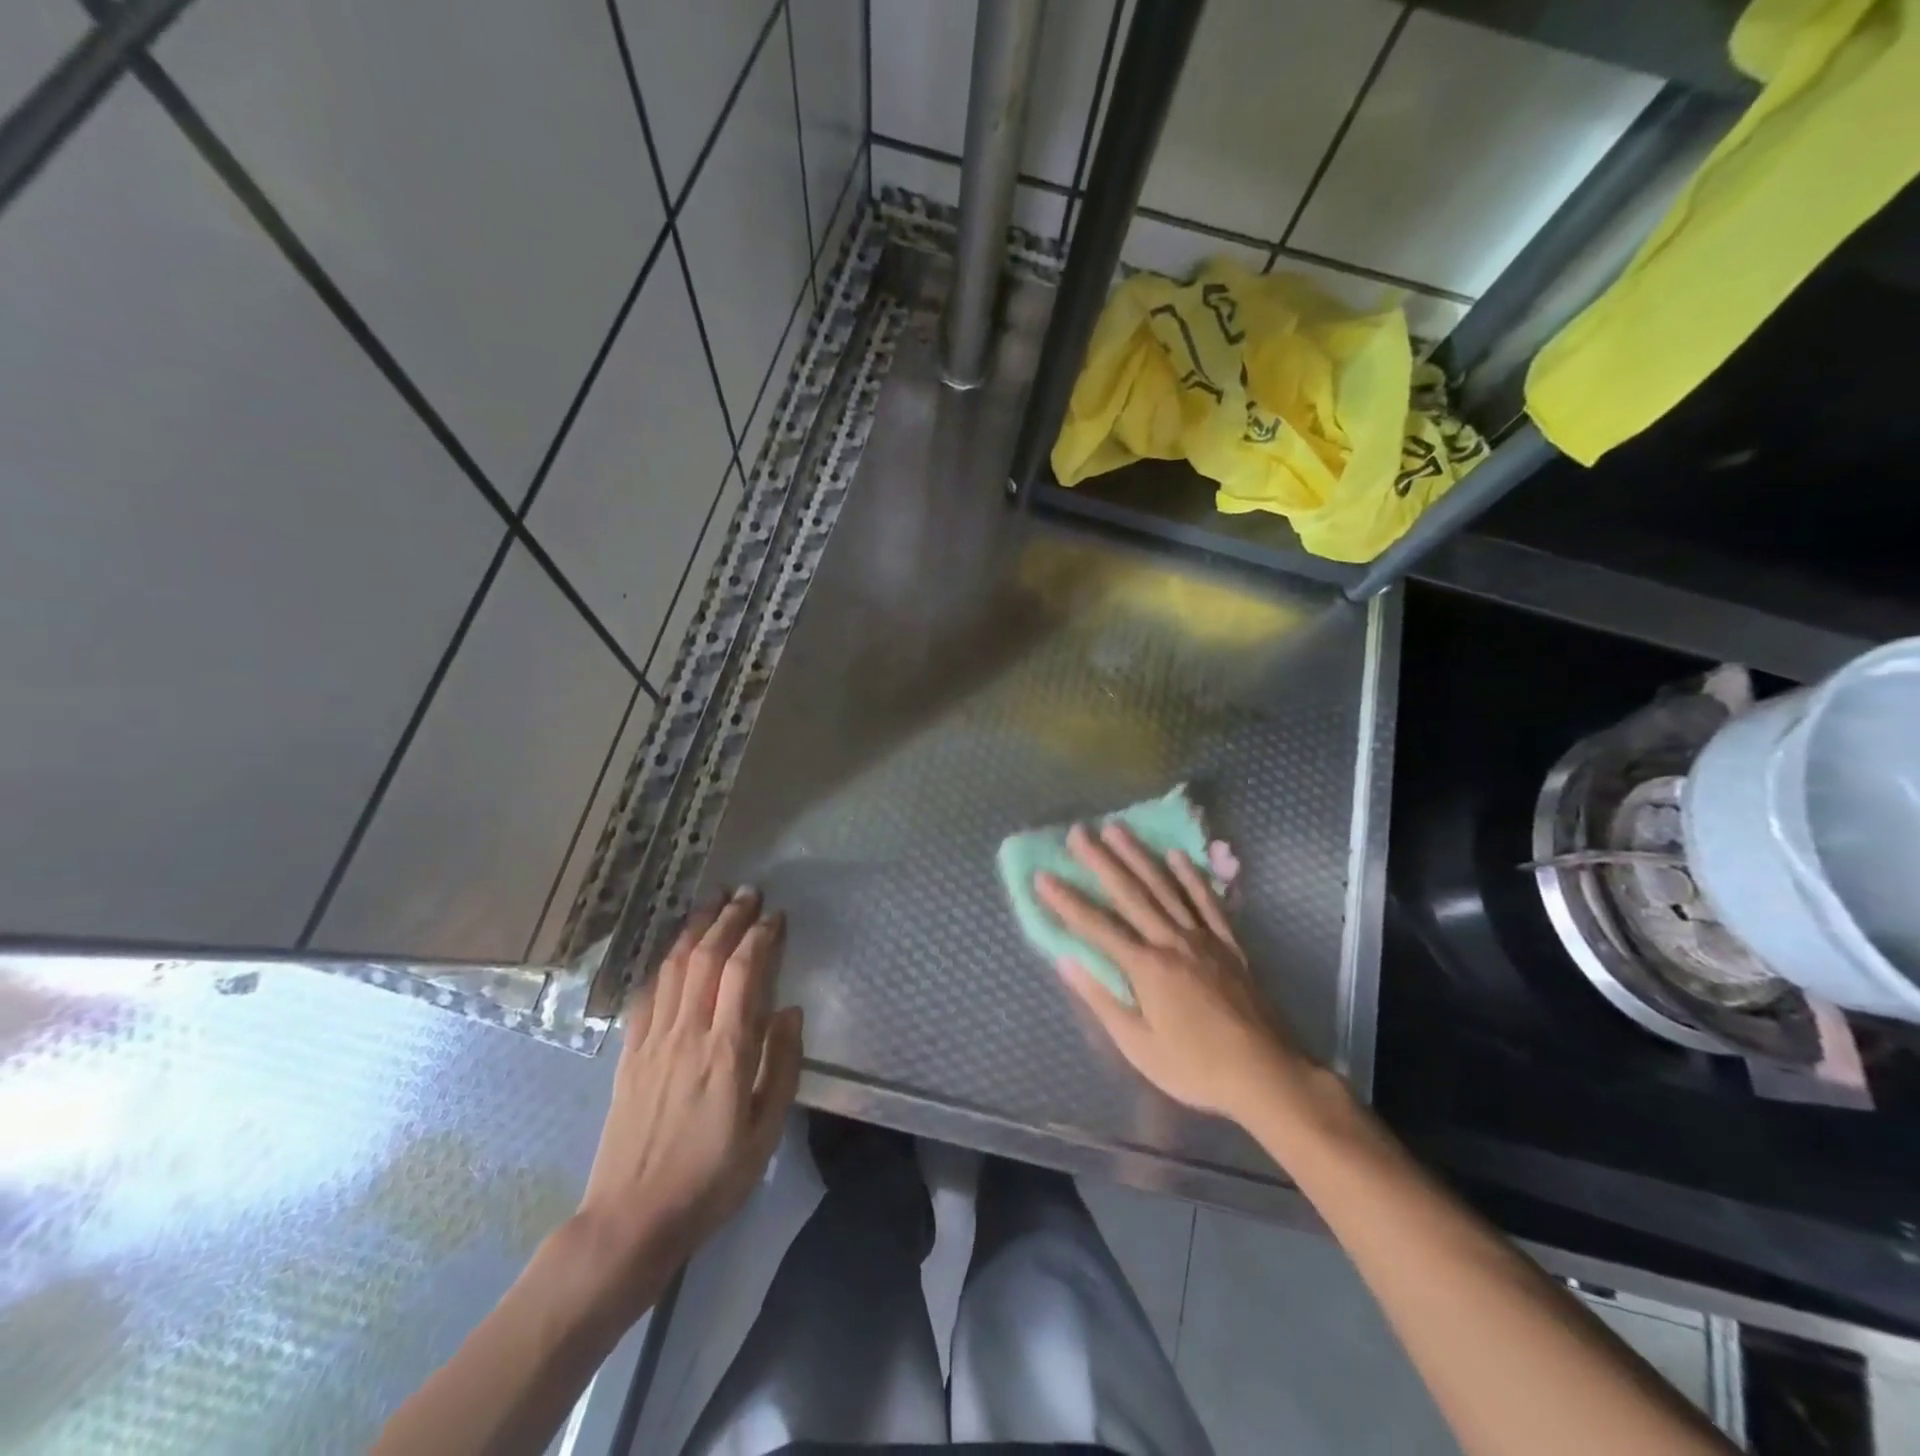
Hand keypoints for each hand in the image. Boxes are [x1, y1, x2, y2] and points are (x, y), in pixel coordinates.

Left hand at [565, 888, 802, 1322]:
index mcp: (726, 1050)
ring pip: (674, 968)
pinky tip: (672, 952)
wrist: (632, 1219)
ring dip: (694, 929)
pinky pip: (646, 995)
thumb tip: (789, 1011)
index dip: (760, 936)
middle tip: (748, 892)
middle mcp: (687, 1033)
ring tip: (711, 903)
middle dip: (729, 919)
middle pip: (707, 958)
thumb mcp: (766, 1131)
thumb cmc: (711, 1179)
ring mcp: (653, 1041)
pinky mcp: (629, 1054)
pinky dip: (662, 964)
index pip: (743, 973)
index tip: (775, 915)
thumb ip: (781, 1065)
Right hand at [1037, 822, 1309, 1123]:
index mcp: (1146, 968)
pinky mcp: (1229, 944)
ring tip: (1117, 829)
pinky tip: (1177, 855)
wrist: (1267, 1074)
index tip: (1043, 876)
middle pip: (1130, 894)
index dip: (1067, 901)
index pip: (1097, 927)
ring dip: (1139, 856)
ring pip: (1165, 887)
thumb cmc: (1196, 1067)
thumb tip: (1066, 962)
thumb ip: (1102, 1000)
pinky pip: (1207, 901)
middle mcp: (1172, 941)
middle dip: (1101, 861)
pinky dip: (1191, 876)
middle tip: (1079, 832)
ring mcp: (1203, 938)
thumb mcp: (1139, 1046)